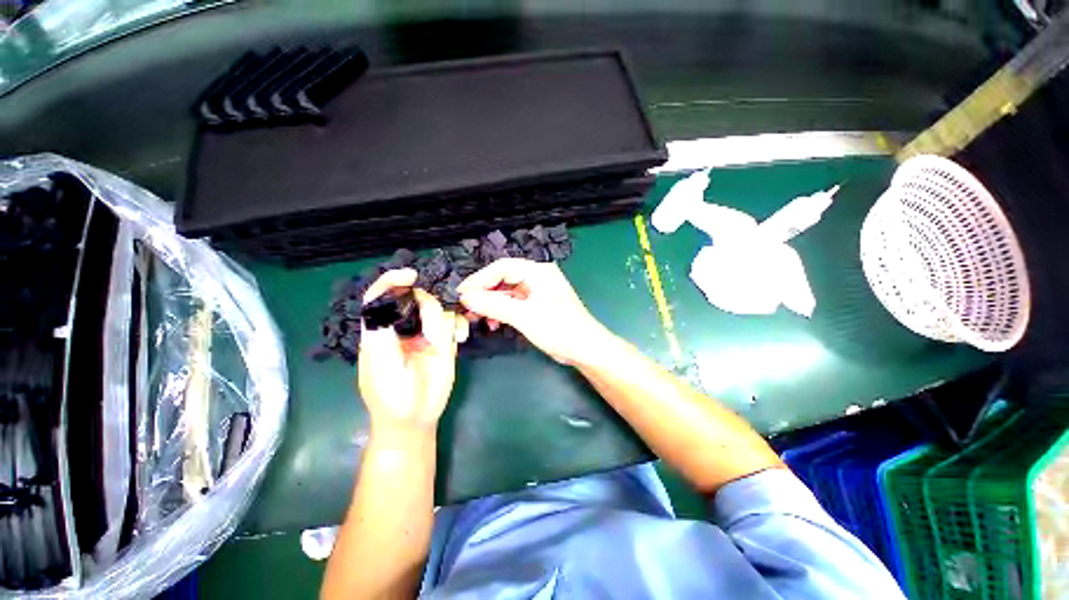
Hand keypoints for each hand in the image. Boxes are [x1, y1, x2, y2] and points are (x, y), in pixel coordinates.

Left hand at [358, 269, 468, 433]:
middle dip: (429, 305)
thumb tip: (387, 303)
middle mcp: (404, 327)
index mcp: (381, 331)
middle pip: (416, 299)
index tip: (411, 276)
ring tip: (450, 340)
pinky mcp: (445, 341)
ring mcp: (426, 333)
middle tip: (435, 331)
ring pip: (439, 308)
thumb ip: (383, 336)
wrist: (416, 419)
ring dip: (448, 317)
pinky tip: (462, 338)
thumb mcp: (382, 368)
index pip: (380, 297)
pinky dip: (461, 324)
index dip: (391, 282)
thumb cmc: (392, 398)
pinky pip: (455, 322)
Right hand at [457, 258, 607, 364]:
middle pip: (503, 279)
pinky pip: (515, 303)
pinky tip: (495, 323)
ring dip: (492, 304)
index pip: (501, 268)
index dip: (479, 280)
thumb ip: (493, 305)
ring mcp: (538, 291)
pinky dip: (503, 311)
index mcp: (537, 271)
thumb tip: (465, 297)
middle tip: (467, 308)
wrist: (585, 348)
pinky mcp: (538, 304)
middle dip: (484, 293)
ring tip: (478, 318)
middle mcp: (538, 277)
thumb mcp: (523, 316)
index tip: (461, 294)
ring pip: (507, 292)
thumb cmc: (558, 328)